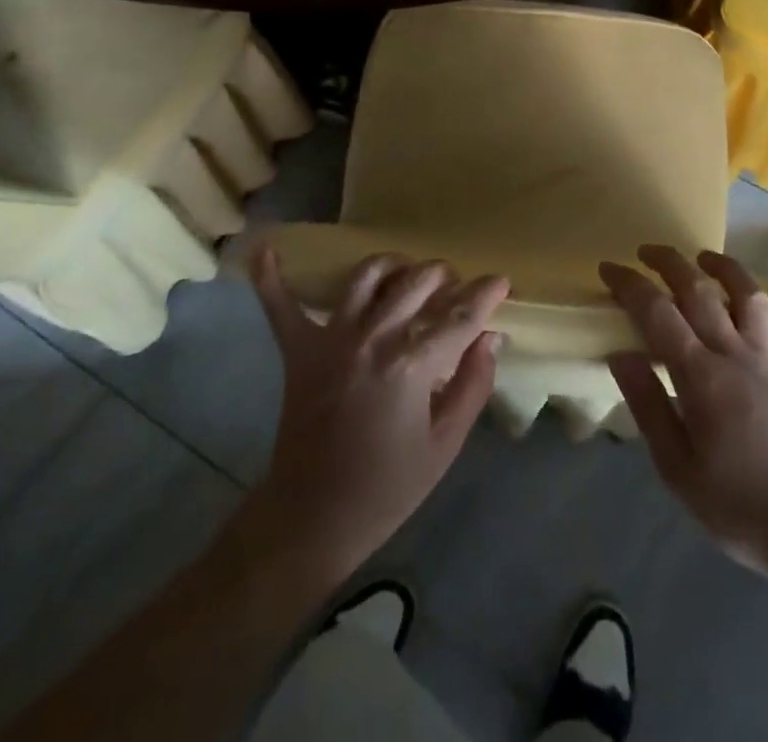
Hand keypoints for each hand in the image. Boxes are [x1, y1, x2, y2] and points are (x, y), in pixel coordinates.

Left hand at [245, 248, 509, 584]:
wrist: (314, 518)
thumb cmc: (388, 488)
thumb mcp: (445, 445)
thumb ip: (473, 385)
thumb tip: (490, 337)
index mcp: (412, 365)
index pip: (460, 317)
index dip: (486, 295)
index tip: (502, 281)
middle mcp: (373, 338)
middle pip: (417, 283)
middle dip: (444, 276)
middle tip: (454, 287)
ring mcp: (332, 338)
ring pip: (367, 276)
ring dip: (394, 264)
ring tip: (407, 272)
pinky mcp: (299, 350)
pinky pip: (281, 305)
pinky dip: (272, 278)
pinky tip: (265, 249)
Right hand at [602, 245, 767, 580]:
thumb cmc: (738, 507)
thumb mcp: (676, 468)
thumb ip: (648, 405)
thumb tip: (622, 353)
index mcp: (701, 376)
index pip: (657, 313)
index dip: (630, 285)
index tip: (609, 268)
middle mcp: (737, 356)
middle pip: (700, 292)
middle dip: (670, 263)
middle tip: (647, 252)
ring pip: (752, 300)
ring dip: (729, 271)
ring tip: (707, 258)